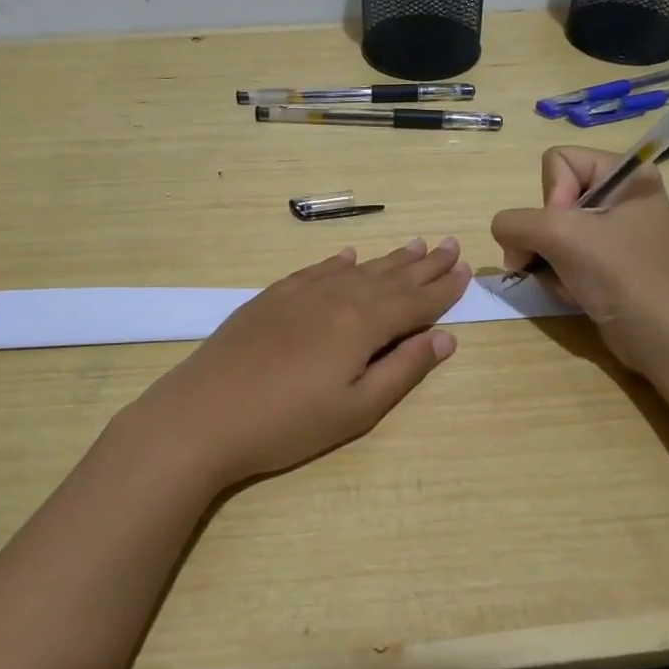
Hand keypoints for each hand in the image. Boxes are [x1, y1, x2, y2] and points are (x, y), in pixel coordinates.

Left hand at [128, 238, 470, 489]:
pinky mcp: (271, 298)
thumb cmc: (287, 424)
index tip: (466, 269)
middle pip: (390, 277)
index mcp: (363, 324)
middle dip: (424, 264)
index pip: (415, 301)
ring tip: (414, 244)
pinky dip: (337, 262)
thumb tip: (446, 338)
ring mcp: (300, 293)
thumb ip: (403, 369)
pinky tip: (347, 256)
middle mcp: (336, 297)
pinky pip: (316, 270)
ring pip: (356, 269)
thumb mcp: (357, 409)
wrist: (202, 415)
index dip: (443, 287)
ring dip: (388, 258)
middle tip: (450, 244)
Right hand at [491, 147, 668, 373]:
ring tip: (568, 282)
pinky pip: (564, 257)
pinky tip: (575, 293)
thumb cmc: (620, 275)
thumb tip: (505, 235)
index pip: (558, 161)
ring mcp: (616, 233)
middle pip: (551, 200)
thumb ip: (515, 222)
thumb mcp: (560, 235)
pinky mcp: (609, 264)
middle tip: (555, 261)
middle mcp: (622, 196)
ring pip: (551, 232)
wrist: (663, 339)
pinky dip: (560, 276)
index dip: (551, 197)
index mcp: (627, 173)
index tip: (567, 230)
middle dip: (543, 236)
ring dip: (548, 261)